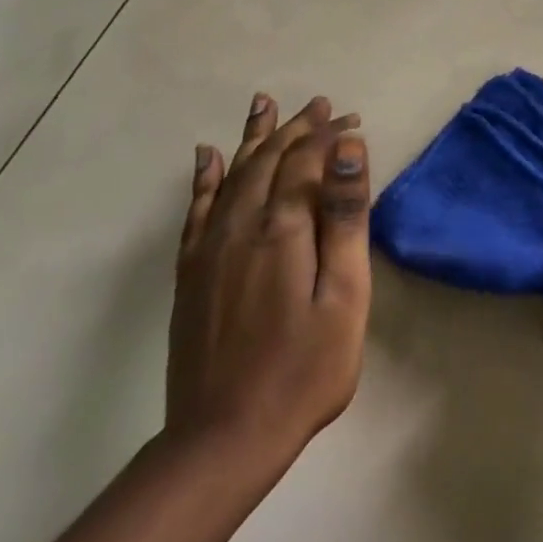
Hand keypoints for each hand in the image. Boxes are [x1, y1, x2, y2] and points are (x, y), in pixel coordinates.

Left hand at [167, 93, 371, 490]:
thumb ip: (345, 216)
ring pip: (232, 175)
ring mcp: (208, 249)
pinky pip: (196, 209)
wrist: (225, 436)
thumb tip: (349, 150)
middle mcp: (239, 226)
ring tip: (264, 104)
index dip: (328, 136)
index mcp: (282, 228)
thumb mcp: (345, 293)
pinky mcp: (190, 273)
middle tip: (322, 105)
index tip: (352, 120)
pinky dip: (204, 177)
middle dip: (297, 128)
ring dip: (253, 138)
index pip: (305, 161)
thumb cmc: (306, 367)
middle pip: (268, 160)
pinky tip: (206, 157)